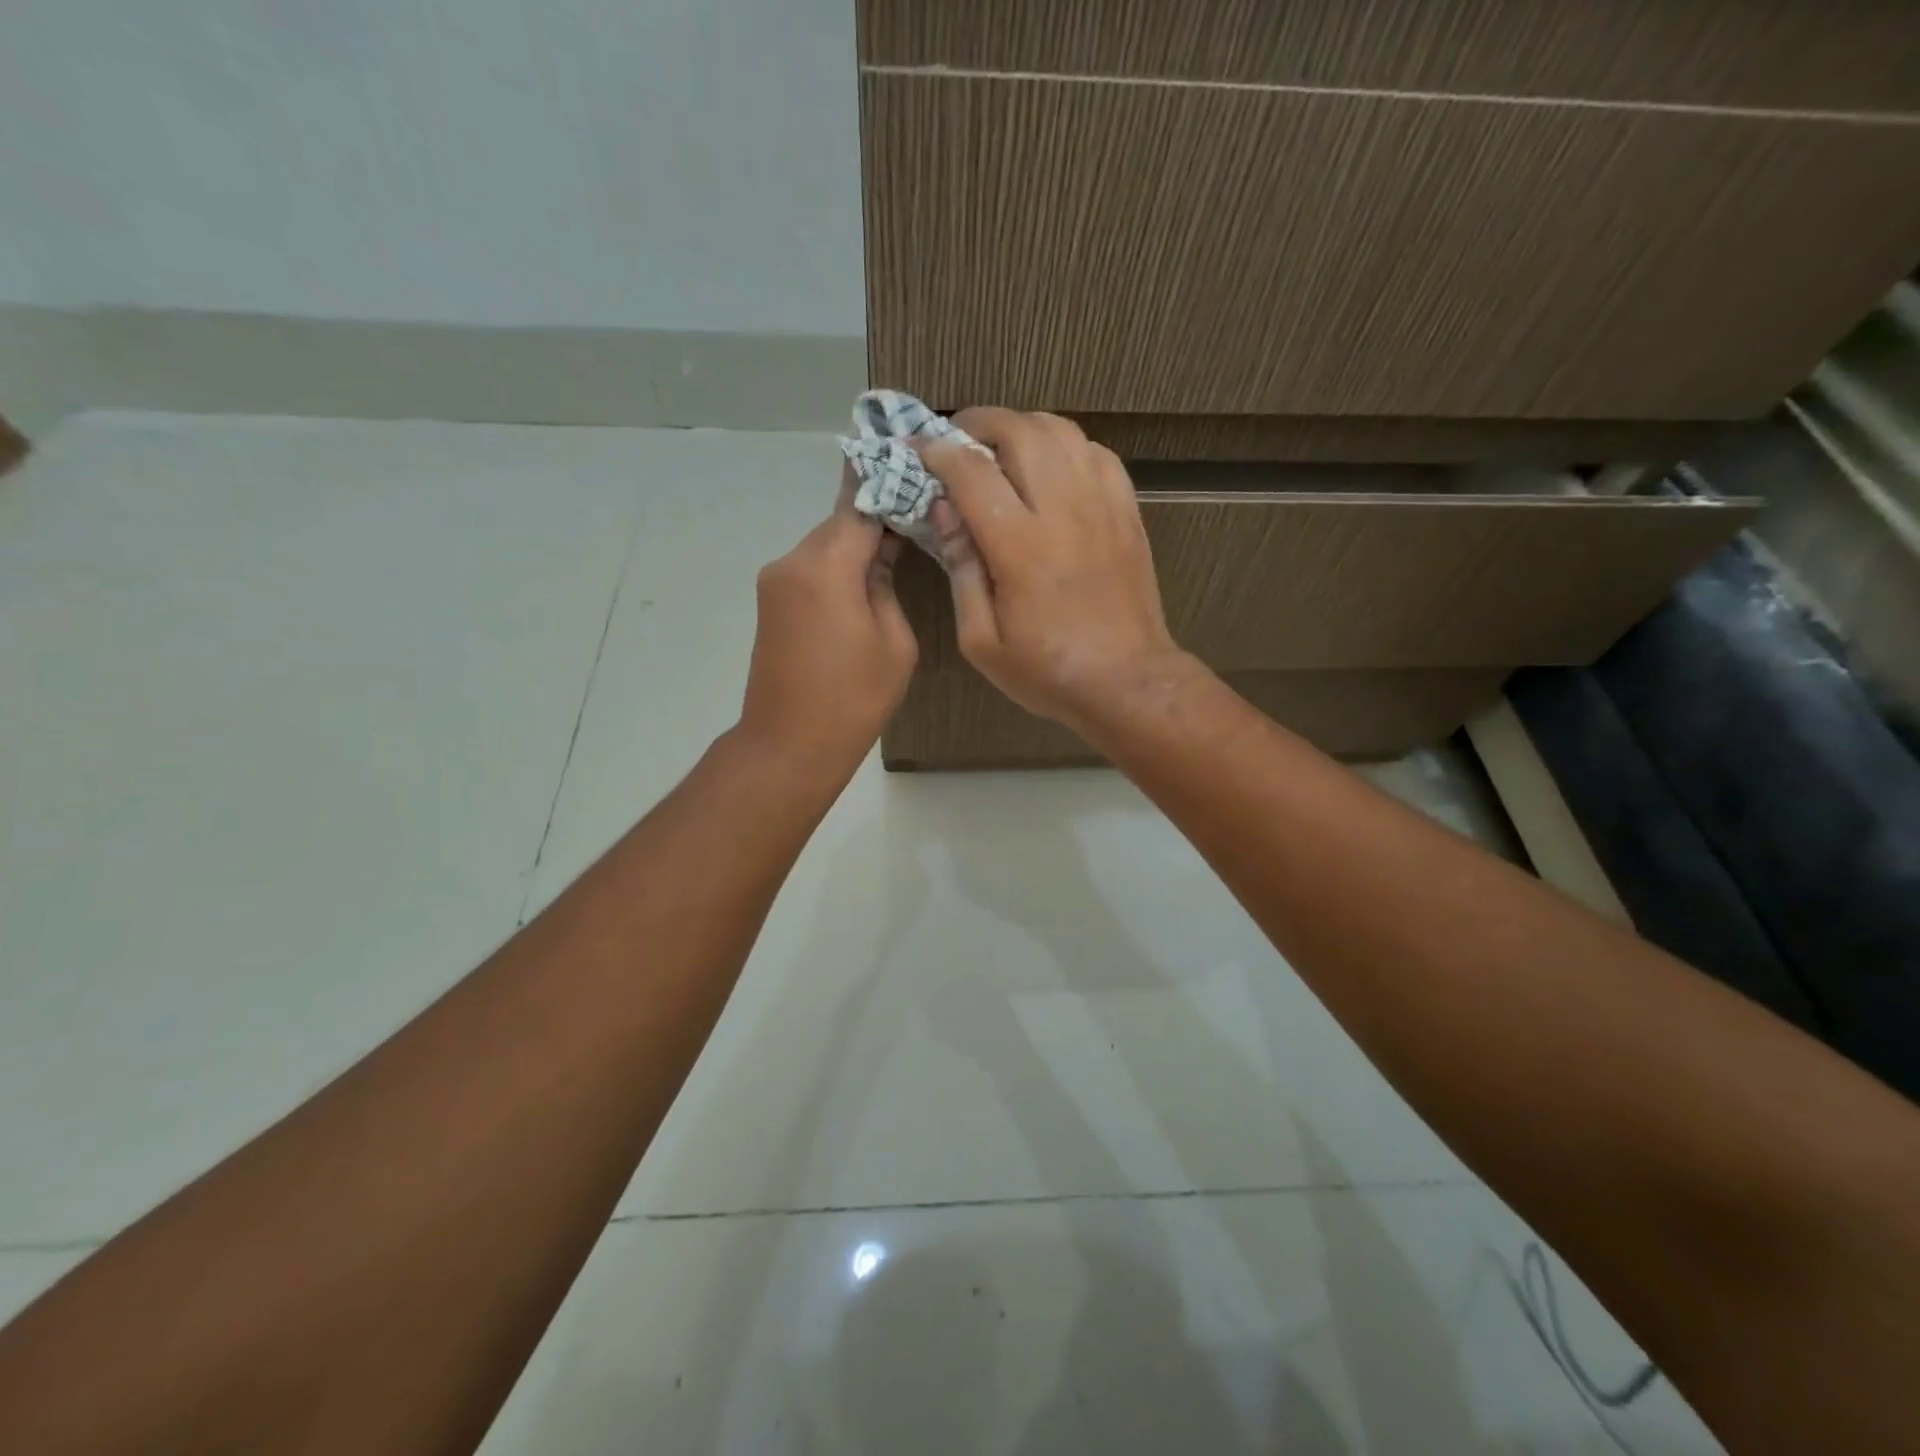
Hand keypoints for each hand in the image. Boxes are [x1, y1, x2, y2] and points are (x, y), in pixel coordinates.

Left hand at [737, 476, 917, 777]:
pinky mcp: (771, 603)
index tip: (916, 466)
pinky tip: (866, 578)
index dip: (889, 484)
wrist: (789, 746)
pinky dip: (838, 566)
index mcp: (825, 566)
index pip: (861, 505)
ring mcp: (775, 582)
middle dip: (876, 515)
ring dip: (857, 543)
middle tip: (918, 511)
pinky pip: (811, 569)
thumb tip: (882, 551)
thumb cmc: (853, 698)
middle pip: (840, 522)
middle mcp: (792, 562)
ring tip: (899, 547)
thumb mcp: (894, 640)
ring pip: (825, 545)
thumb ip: (887, 583)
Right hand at [917, 408, 1191, 731]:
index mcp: (1020, 547)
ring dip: (1023, 428)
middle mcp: (1063, 511)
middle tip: (958, 441)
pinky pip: (1097, 453)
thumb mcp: (982, 641)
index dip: (937, 451)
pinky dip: (1066, 446)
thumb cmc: (1046, 672)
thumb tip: (944, 512)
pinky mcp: (1127, 512)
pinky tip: (1051, 468)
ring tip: (1001, 449)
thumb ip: (961, 570)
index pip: (971, 471)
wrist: (1127, 682)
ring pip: (1061, 431)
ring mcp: (1102, 506)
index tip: (918, 450)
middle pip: (1019, 432)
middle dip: (979, 423)